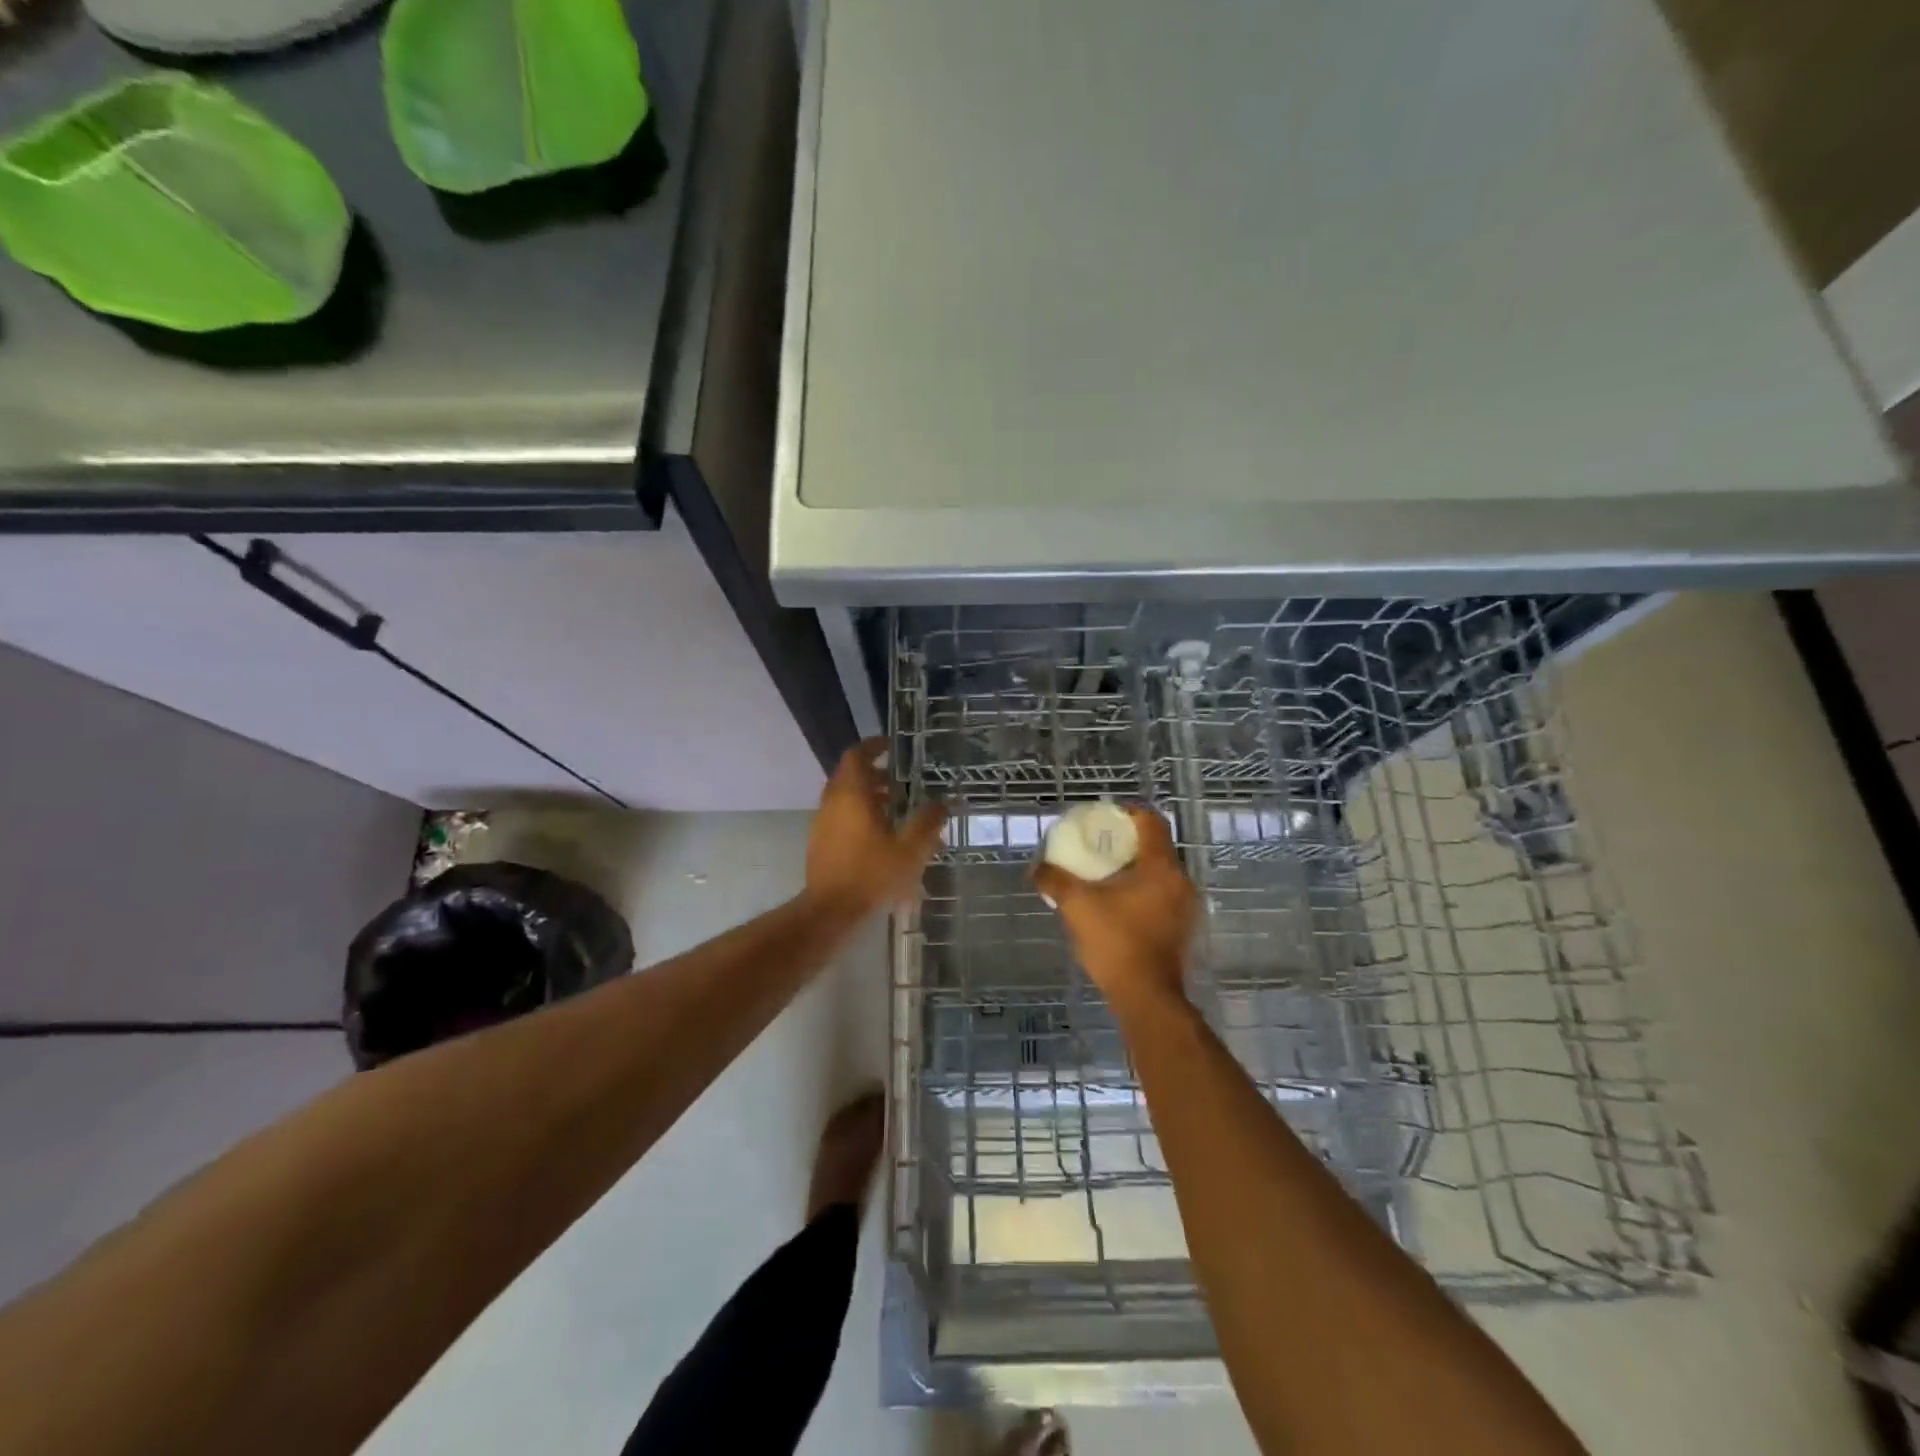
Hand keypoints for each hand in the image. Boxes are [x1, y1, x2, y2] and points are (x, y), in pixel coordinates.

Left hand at [807, 738, 946, 913]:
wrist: (831, 911)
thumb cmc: (872, 875)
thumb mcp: (910, 850)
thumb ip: (928, 822)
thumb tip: (942, 802)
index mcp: (852, 795)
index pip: (857, 755)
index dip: (873, 746)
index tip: (891, 746)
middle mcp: (833, 803)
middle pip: (850, 775)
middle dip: (874, 774)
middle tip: (899, 783)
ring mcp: (822, 823)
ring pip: (844, 797)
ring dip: (867, 797)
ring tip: (894, 810)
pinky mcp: (820, 843)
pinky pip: (840, 817)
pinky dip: (858, 815)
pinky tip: (880, 837)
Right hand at [1033, 805, 1197, 1011]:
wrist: (1146, 997)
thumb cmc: (1116, 943)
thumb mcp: (1077, 906)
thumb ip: (1055, 881)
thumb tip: (1037, 868)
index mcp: (1161, 867)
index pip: (1151, 821)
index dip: (1128, 813)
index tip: (1105, 818)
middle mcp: (1180, 880)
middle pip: (1156, 846)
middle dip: (1127, 842)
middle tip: (1098, 846)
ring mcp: (1186, 906)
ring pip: (1160, 872)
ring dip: (1135, 868)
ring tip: (1104, 875)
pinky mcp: (1182, 927)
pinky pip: (1162, 894)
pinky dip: (1142, 890)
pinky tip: (1118, 903)